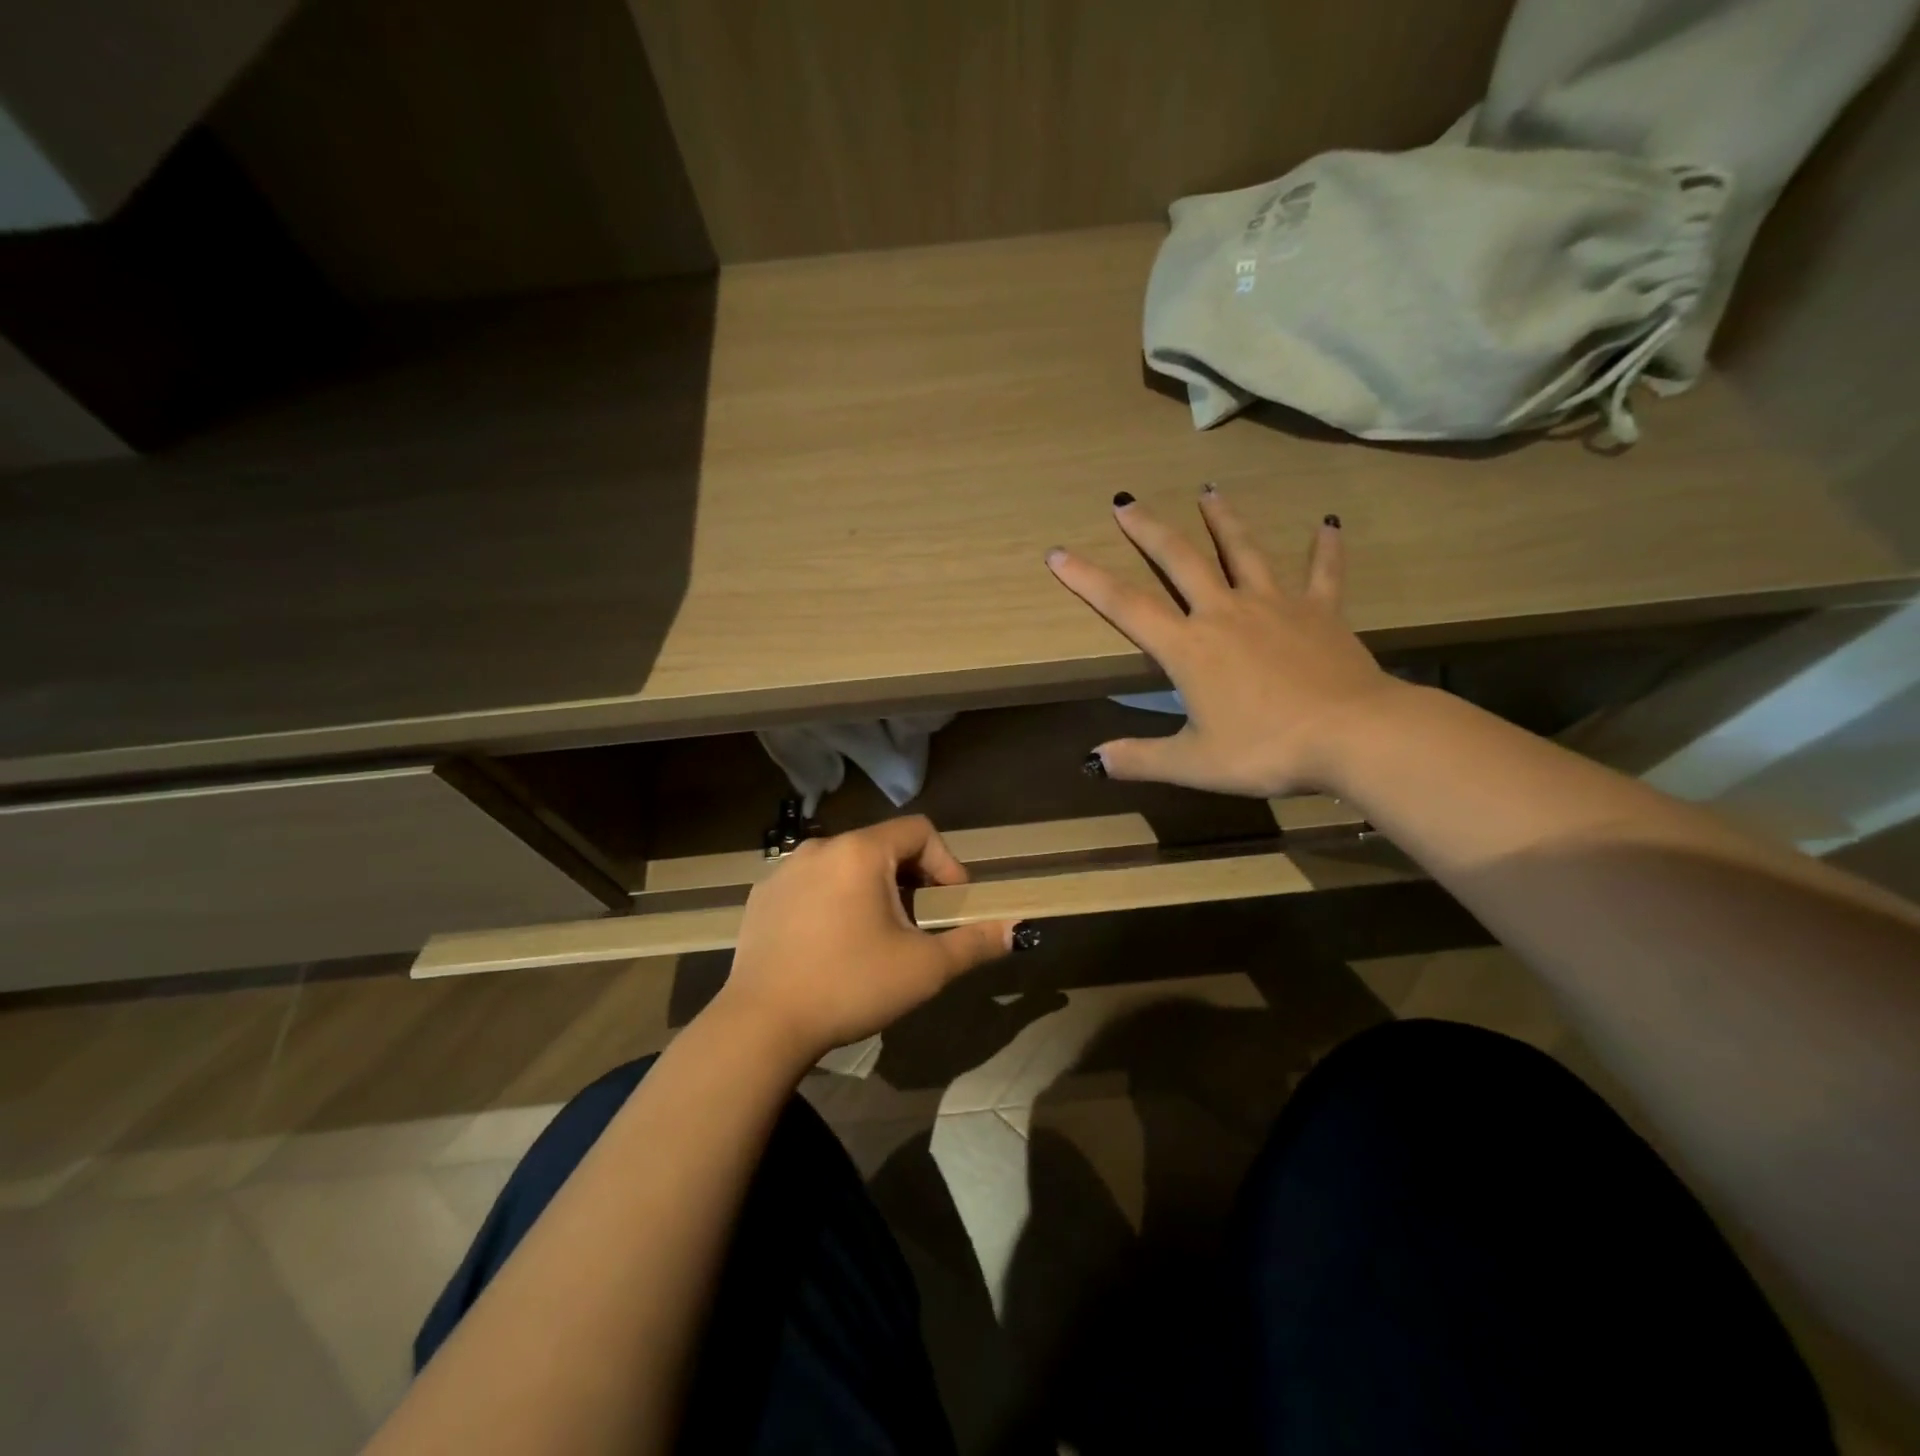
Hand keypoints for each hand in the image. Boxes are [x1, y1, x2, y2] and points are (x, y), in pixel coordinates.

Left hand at [715, 816, 1019, 1065]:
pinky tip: (831, 944)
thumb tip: (1016, 930)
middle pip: (881, 847)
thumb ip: (974, 943)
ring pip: (845, 866)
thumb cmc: (850, 986)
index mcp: (860, 852)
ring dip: (871, 890)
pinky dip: (833, 901)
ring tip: (876, 936)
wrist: (761, 1026)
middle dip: (910, 880)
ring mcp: (783, 871)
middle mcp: (819, 848)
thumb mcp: (923, 968)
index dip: (946, 862)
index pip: (918, 831)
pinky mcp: (762, 897)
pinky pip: (811, 885)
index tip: (952, 903)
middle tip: (918, 924)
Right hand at [1046, 488, 1401, 797]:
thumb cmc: (1265, 749)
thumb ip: (1140, 758)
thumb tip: (1093, 761)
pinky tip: (1328, 524)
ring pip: (1243, 552)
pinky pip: (1322, 573)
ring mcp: (1275, 606)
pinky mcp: (1320, 612)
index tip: (1059, 553)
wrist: (1353, 735)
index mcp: (1189, 648)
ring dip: (1223, 520)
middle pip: (1180, 560)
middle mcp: (1225, 613)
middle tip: (1125, 501)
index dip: (1087, 580)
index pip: (1126, 606)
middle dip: (1148, 530)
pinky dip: (1325, 548)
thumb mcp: (1194, 763)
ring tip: (1208, 490)